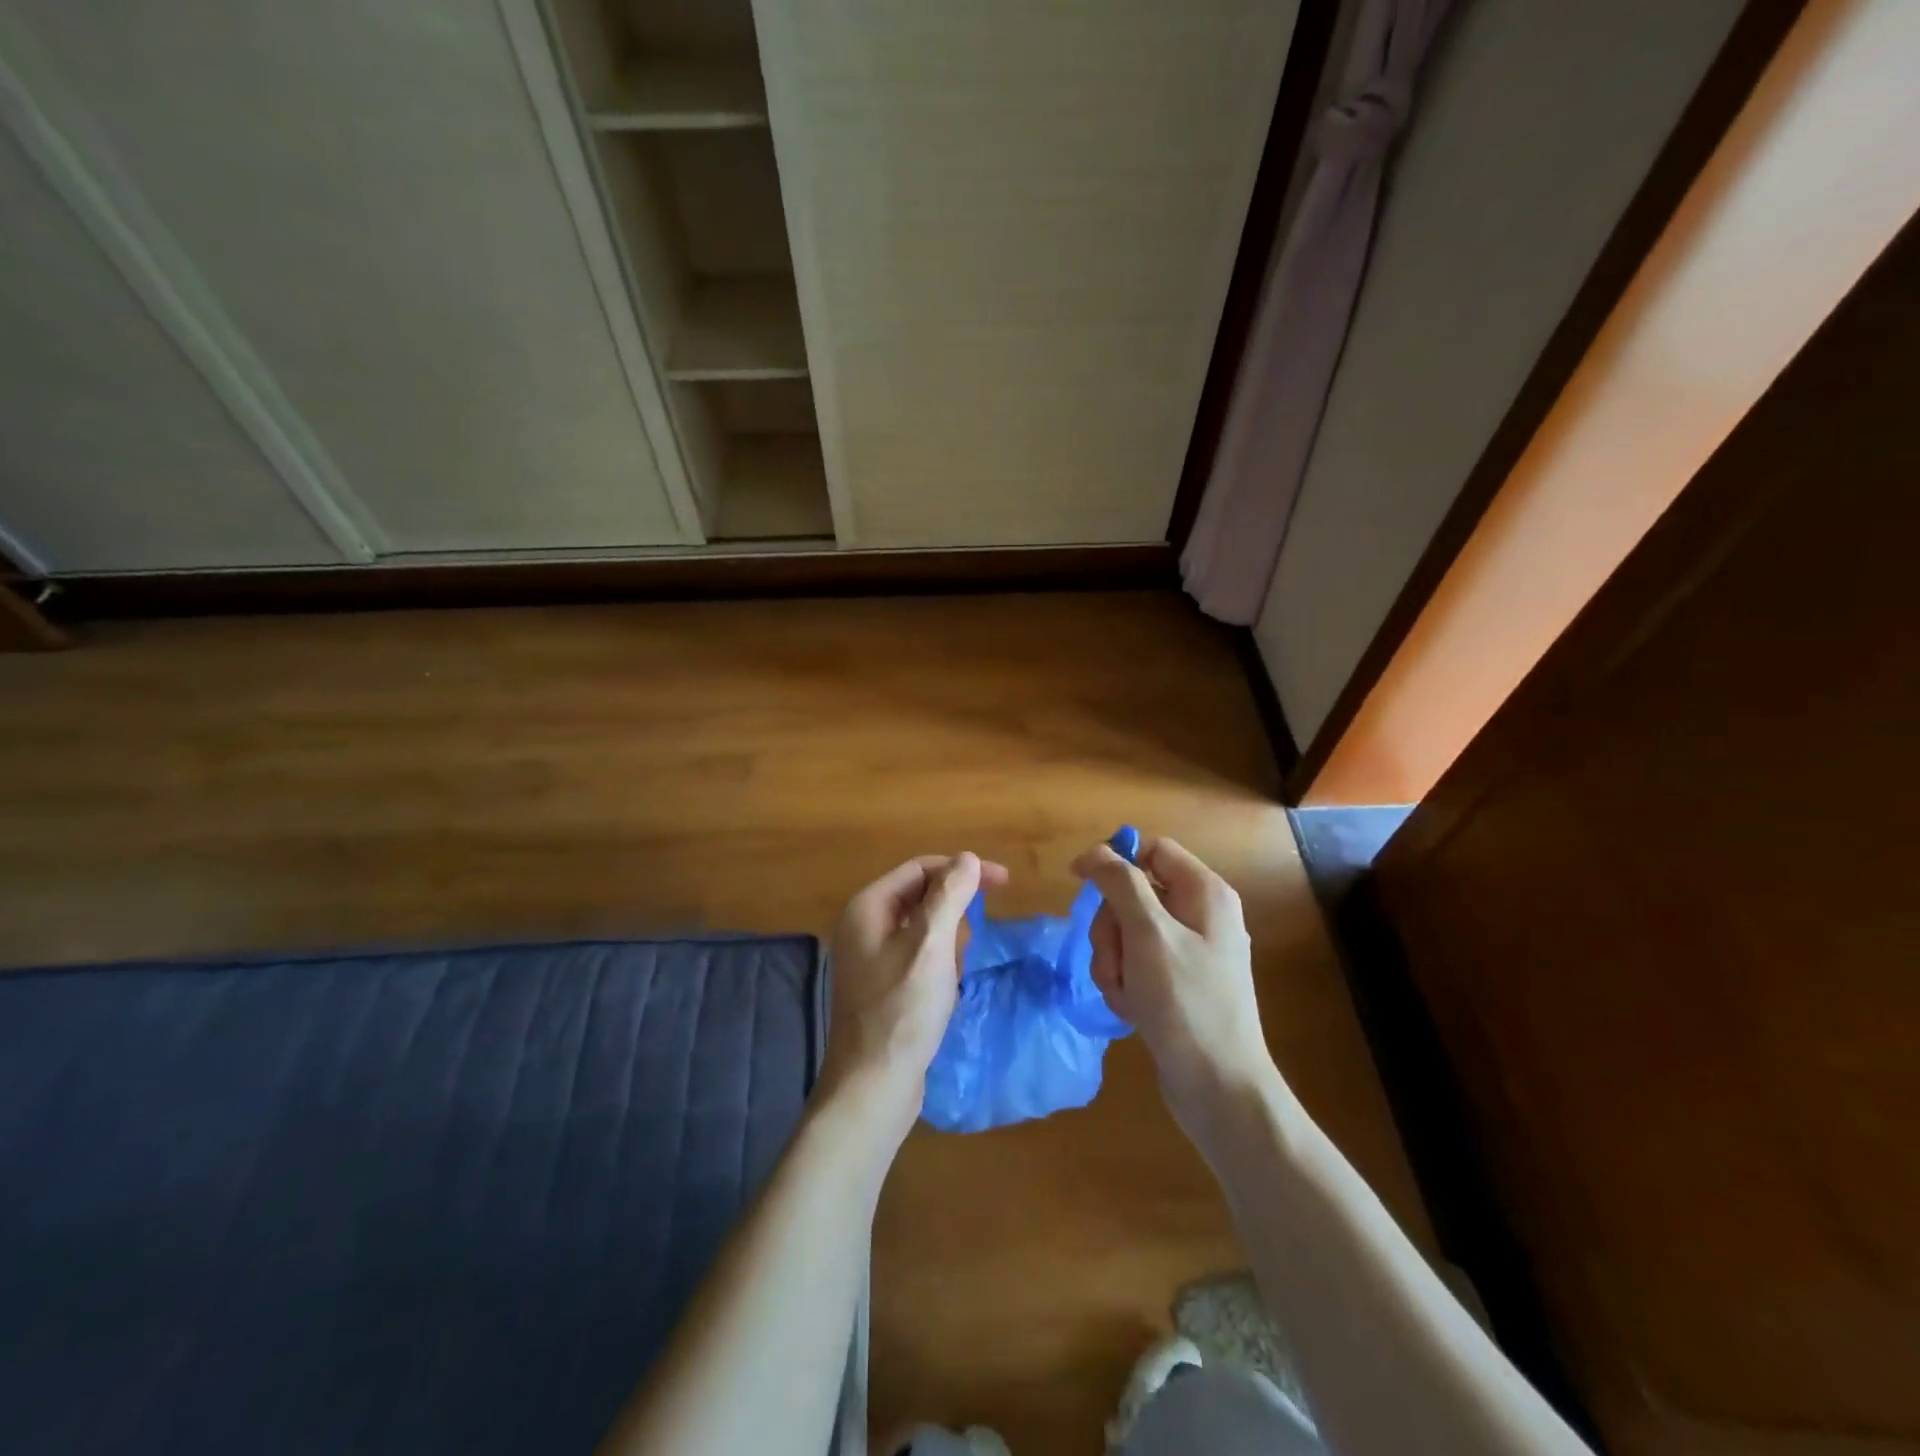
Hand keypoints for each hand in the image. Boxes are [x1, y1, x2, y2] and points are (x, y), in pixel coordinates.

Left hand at [820, 852, 1008, 1141]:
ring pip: (922, 928)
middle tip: (972, 941)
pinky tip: (947, 988)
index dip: (962, 870)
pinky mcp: (881, 985)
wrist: (873, 1085)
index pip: (920, 869)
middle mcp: (863, 926)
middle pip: (920, 897)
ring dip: (948, 942)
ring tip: (955, 971)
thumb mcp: (932, 945)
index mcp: (867, 907)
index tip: (1003, 883)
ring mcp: (869, 957)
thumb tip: (968, 858)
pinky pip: (917, 956)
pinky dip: (938, 963)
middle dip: (953, 912)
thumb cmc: (902, 1009)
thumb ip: (950, 895)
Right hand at [1071, 837, 1280, 1147]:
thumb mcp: (1148, 934)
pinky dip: (1125, 983)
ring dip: (1114, 961)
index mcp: (1204, 892)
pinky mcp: (1177, 983)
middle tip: (1117, 960)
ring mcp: (1189, 951)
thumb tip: (1096, 852)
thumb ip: (1120, 884)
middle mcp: (1200, 915)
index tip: (1081, 883)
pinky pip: (1136, 964)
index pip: (1151, 851)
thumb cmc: (1185, 1002)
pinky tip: (1133, 1010)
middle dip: (1112, 928)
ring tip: (1126, 994)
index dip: (1114, 862)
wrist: (1218, 1088)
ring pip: (1127, 932)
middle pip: (1132, 894)